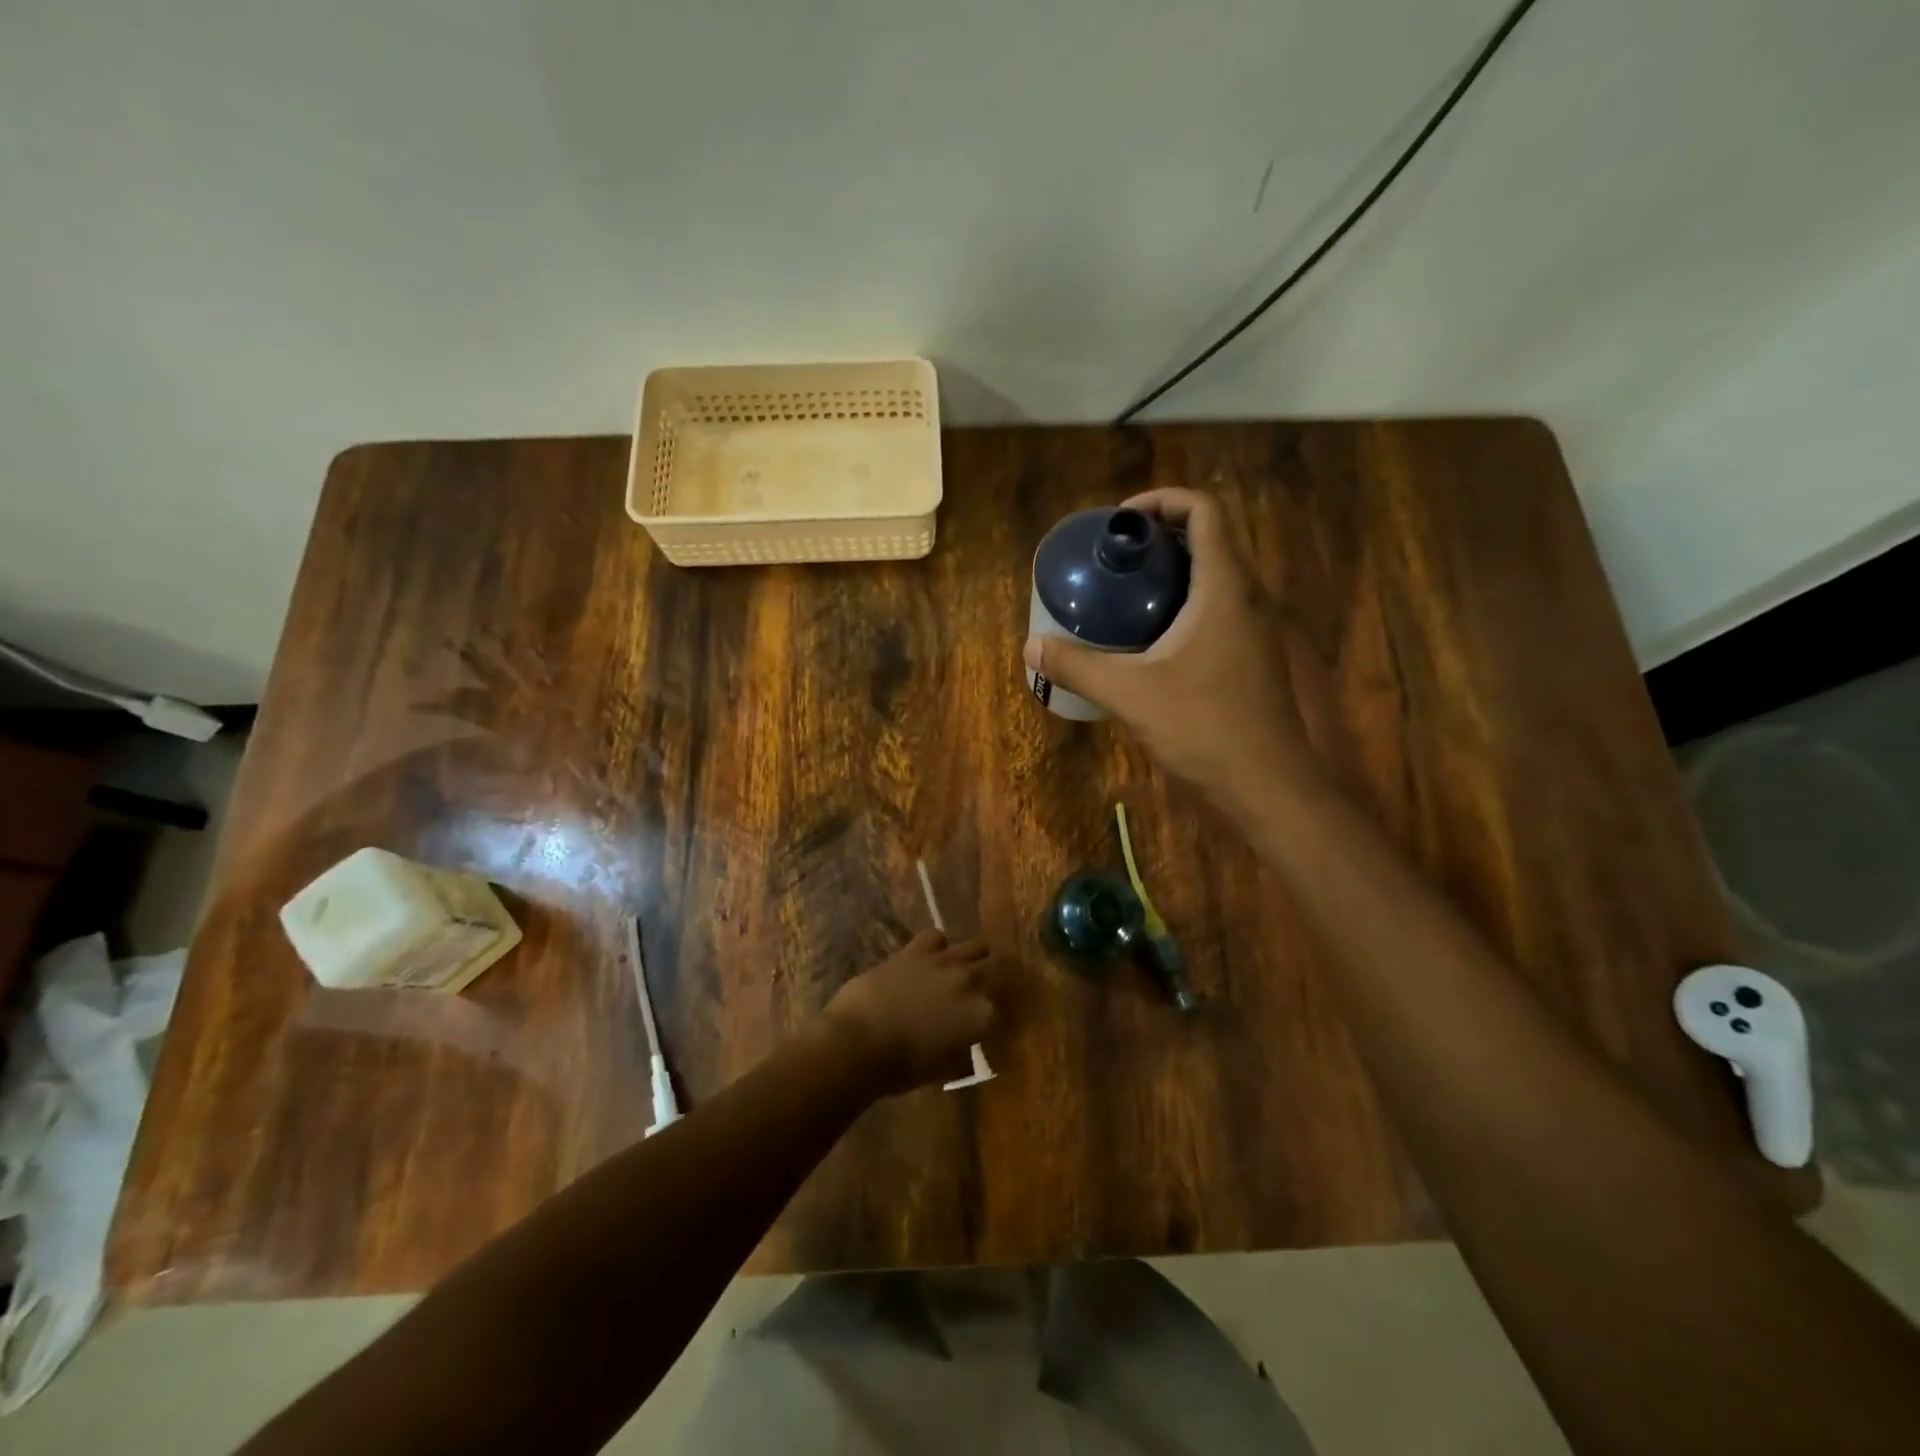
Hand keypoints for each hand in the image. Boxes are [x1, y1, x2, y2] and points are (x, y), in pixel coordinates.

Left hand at [822, 932, 1009, 1093]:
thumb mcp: (942, 1070)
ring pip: (976, 945)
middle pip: (1001, 968)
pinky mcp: (917, 950)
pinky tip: (932, 956)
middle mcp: (971, 982)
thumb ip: (962, 1054)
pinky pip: (937, 936)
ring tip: (966, 968)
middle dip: (1001, 978)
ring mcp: (945, 961)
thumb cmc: (901, 1068)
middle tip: (993, 988)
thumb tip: (967, 1048)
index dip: (1001, 1020)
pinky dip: (939, 945)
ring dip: (976, 957)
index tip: (995, 1028)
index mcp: (982, 1016)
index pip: (1005, 1014)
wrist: (859, 1040)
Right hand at [1024, 488, 1313, 807]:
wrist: (1266, 784)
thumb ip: (1078, 666)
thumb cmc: (1204, 727)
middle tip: (1115, 557)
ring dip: (1173, 572)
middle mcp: (1246, 598)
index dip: (1163, 500)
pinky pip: (1217, 610)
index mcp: (1224, 588)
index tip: (1122, 522)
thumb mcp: (1130, 694)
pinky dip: (1184, 605)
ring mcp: (1254, 630)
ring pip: (1215, 577)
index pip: (1205, 511)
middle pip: (1210, 539)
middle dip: (1161, 536)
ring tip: (1125, 593)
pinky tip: (1149, 640)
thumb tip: (1031, 647)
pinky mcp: (1251, 658)